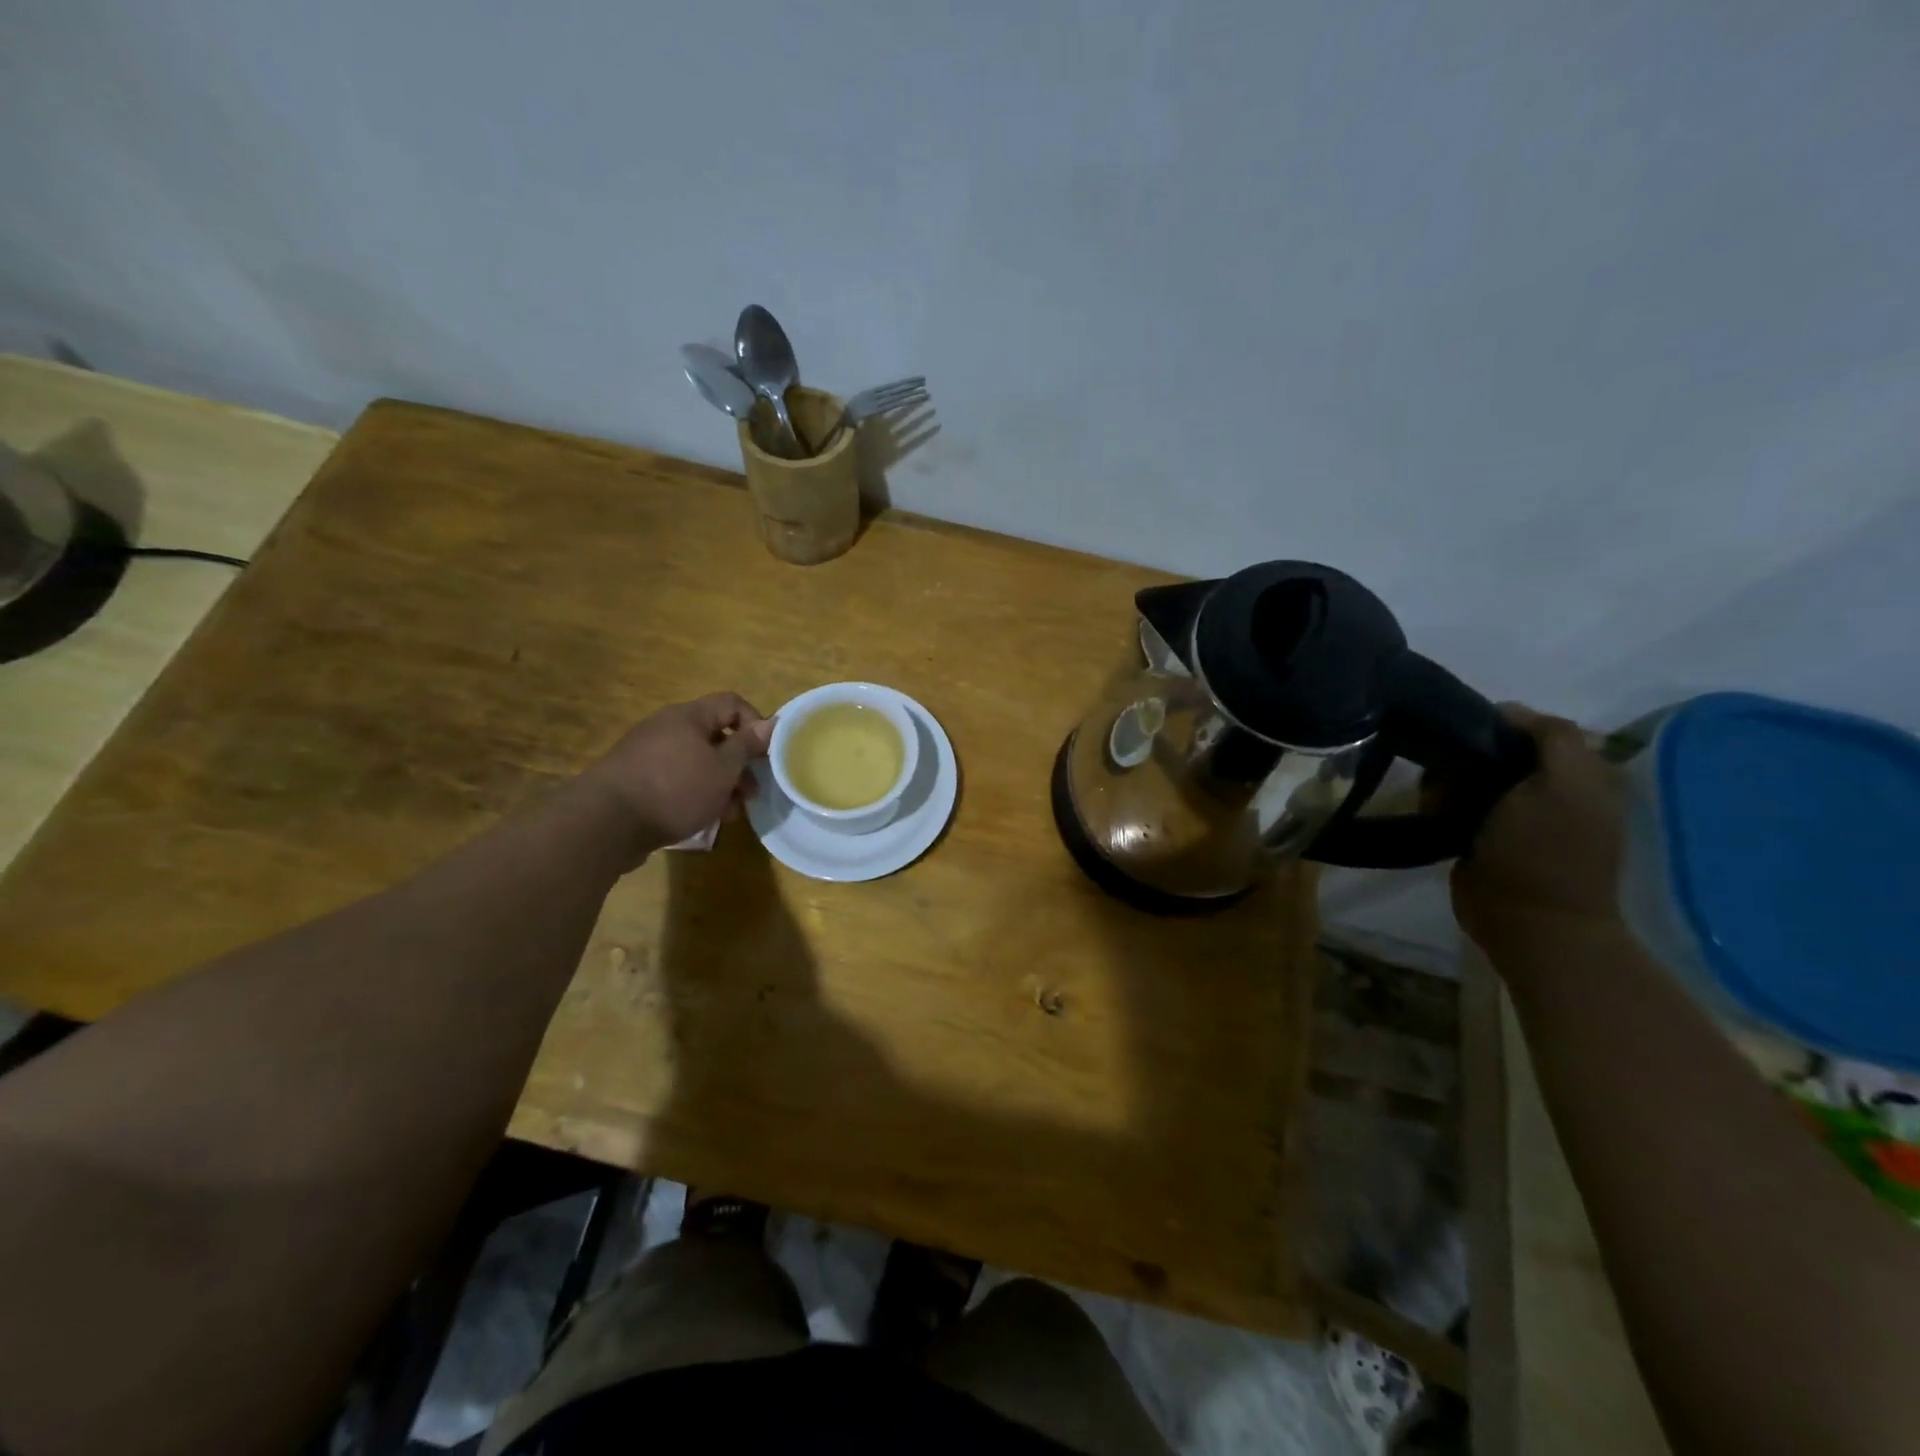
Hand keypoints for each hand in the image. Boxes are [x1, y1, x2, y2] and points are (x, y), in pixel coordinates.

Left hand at [578, 693, 773, 857]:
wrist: (606, 823)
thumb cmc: (675, 789)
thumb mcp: (722, 769)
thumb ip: (747, 745)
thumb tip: (772, 723)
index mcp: (689, 716)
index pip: (732, 703)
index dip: (756, 724)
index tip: (766, 755)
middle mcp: (667, 727)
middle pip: (715, 736)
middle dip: (739, 764)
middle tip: (751, 793)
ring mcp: (648, 754)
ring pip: (697, 762)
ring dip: (720, 784)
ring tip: (728, 813)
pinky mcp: (636, 780)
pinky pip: (677, 779)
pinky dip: (695, 793)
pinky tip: (702, 818)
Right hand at [1451, 705, 1628, 950]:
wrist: (1526, 921)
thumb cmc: (1545, 850)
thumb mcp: (1564, 783)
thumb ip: (1552, 737)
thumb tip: (1509, 712)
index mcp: (1582, 774)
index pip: (1534, 728)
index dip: (1500, 725)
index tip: (1466, 733)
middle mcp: (1553, 790)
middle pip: (1497, 750)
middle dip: (1468, 755)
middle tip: (1451, 772)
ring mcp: (1517, 816)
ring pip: (1471, 775)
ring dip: (1450, 781)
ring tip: (1438, 797)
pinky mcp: (1485, 837)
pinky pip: (1457, 803)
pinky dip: (1442, 803)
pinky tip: (1436, 812)